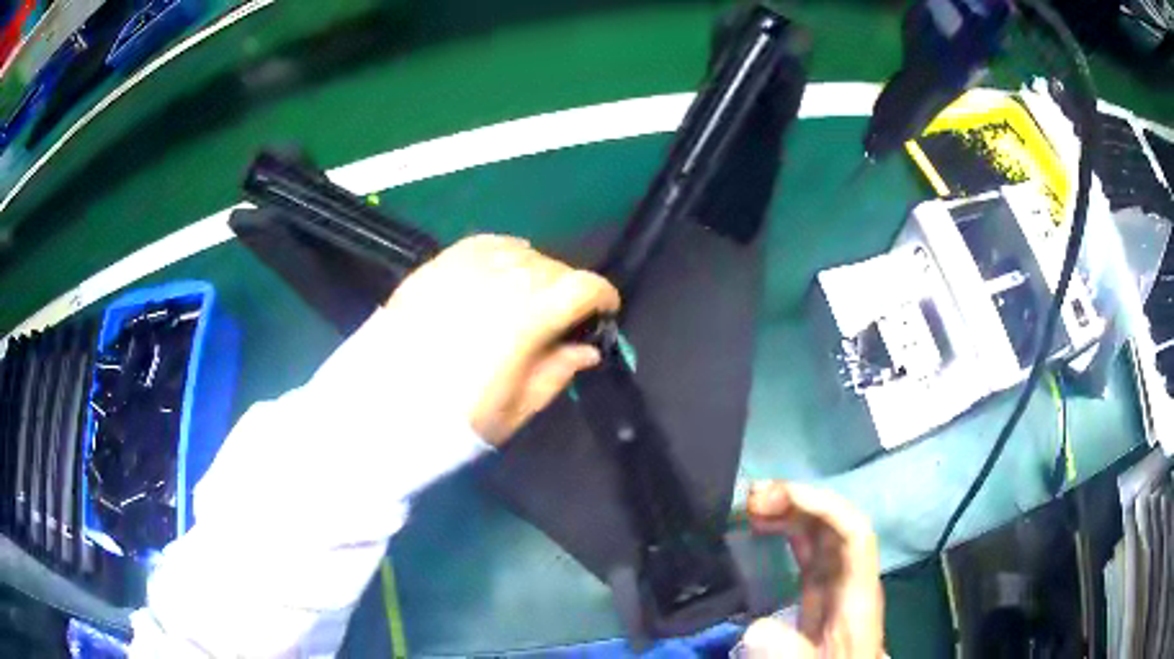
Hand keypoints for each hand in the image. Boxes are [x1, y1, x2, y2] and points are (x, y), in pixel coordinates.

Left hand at [383, 234, 620, 444]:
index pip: (583, 287)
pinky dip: (504, 252)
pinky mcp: (439, 264)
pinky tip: (503, 266)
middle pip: (554, 268)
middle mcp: (502, 279)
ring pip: (521, 253)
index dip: (604, 296)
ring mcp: (467, 267)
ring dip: (536, 272)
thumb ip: (558, 371)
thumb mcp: (517, 407)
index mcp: (528, 316)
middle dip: (569, 290)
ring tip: (529, 296)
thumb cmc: (456, 418)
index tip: (605, 312)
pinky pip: (484, 244)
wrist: (383, 408)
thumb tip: (587, 348)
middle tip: (563, 317)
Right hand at [741, 482, 884, 657]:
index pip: (853, 534)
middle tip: (753, 498)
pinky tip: (762, 530)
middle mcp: (848, 583)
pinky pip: (806, 556)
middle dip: (799, 503)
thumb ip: (794, 655)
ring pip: (819, 537)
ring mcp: (833, 589)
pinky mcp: (817, 599)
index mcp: (856, 596)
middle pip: (835, 528)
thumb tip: (756, 627)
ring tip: (752, 504)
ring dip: (790, 513)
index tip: (778, 499)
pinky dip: (785, 535)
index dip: (822, 507)